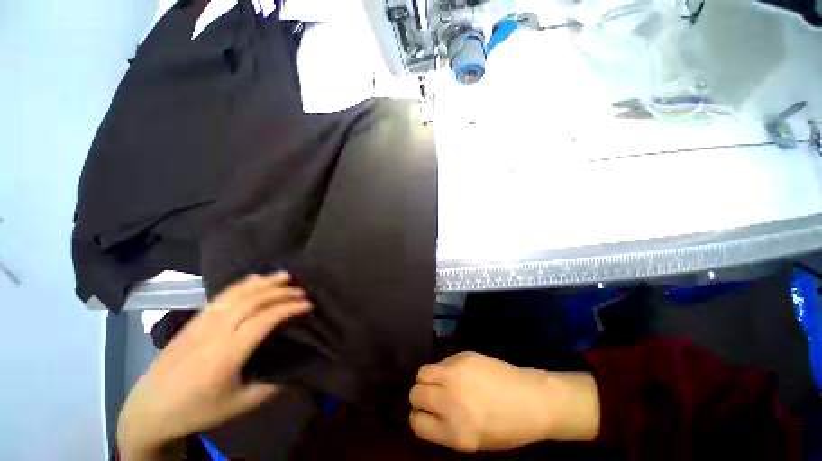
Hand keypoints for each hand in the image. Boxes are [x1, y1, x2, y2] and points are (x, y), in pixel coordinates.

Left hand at [117, 272, 311, 458]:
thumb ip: (270, 385)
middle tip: (301, 291)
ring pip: (237, 293)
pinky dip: (242, 284)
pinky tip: (254, 279)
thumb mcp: (239, 405)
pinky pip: (222, 295)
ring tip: (284, 276)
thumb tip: (294, 368)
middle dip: (281, 292)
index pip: (265, 319)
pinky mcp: (194, 320)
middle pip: (253, 300)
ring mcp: (202, 322)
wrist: (148, 409)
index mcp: (227, 353)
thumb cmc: (195, 410)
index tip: (308, 305)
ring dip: (263, 282)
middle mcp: (215, 331)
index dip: (289, 308)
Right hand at [409, 352, 599, 451]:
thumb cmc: (506, 428)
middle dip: (420, 397)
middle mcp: (451, 402)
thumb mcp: (474, 442)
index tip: (425, 414)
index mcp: (455, 432)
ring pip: (422, 373)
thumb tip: (427, 411)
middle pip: (415, 394)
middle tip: (432, 397)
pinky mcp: (463, 357)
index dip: (418, 418)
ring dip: (427, 379)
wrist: (531, 400)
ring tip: (440, 382)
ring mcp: (456, 375)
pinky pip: (442, 361)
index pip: (416, 423)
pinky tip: (459, 373)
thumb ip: (445, 428)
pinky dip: (444, 368)